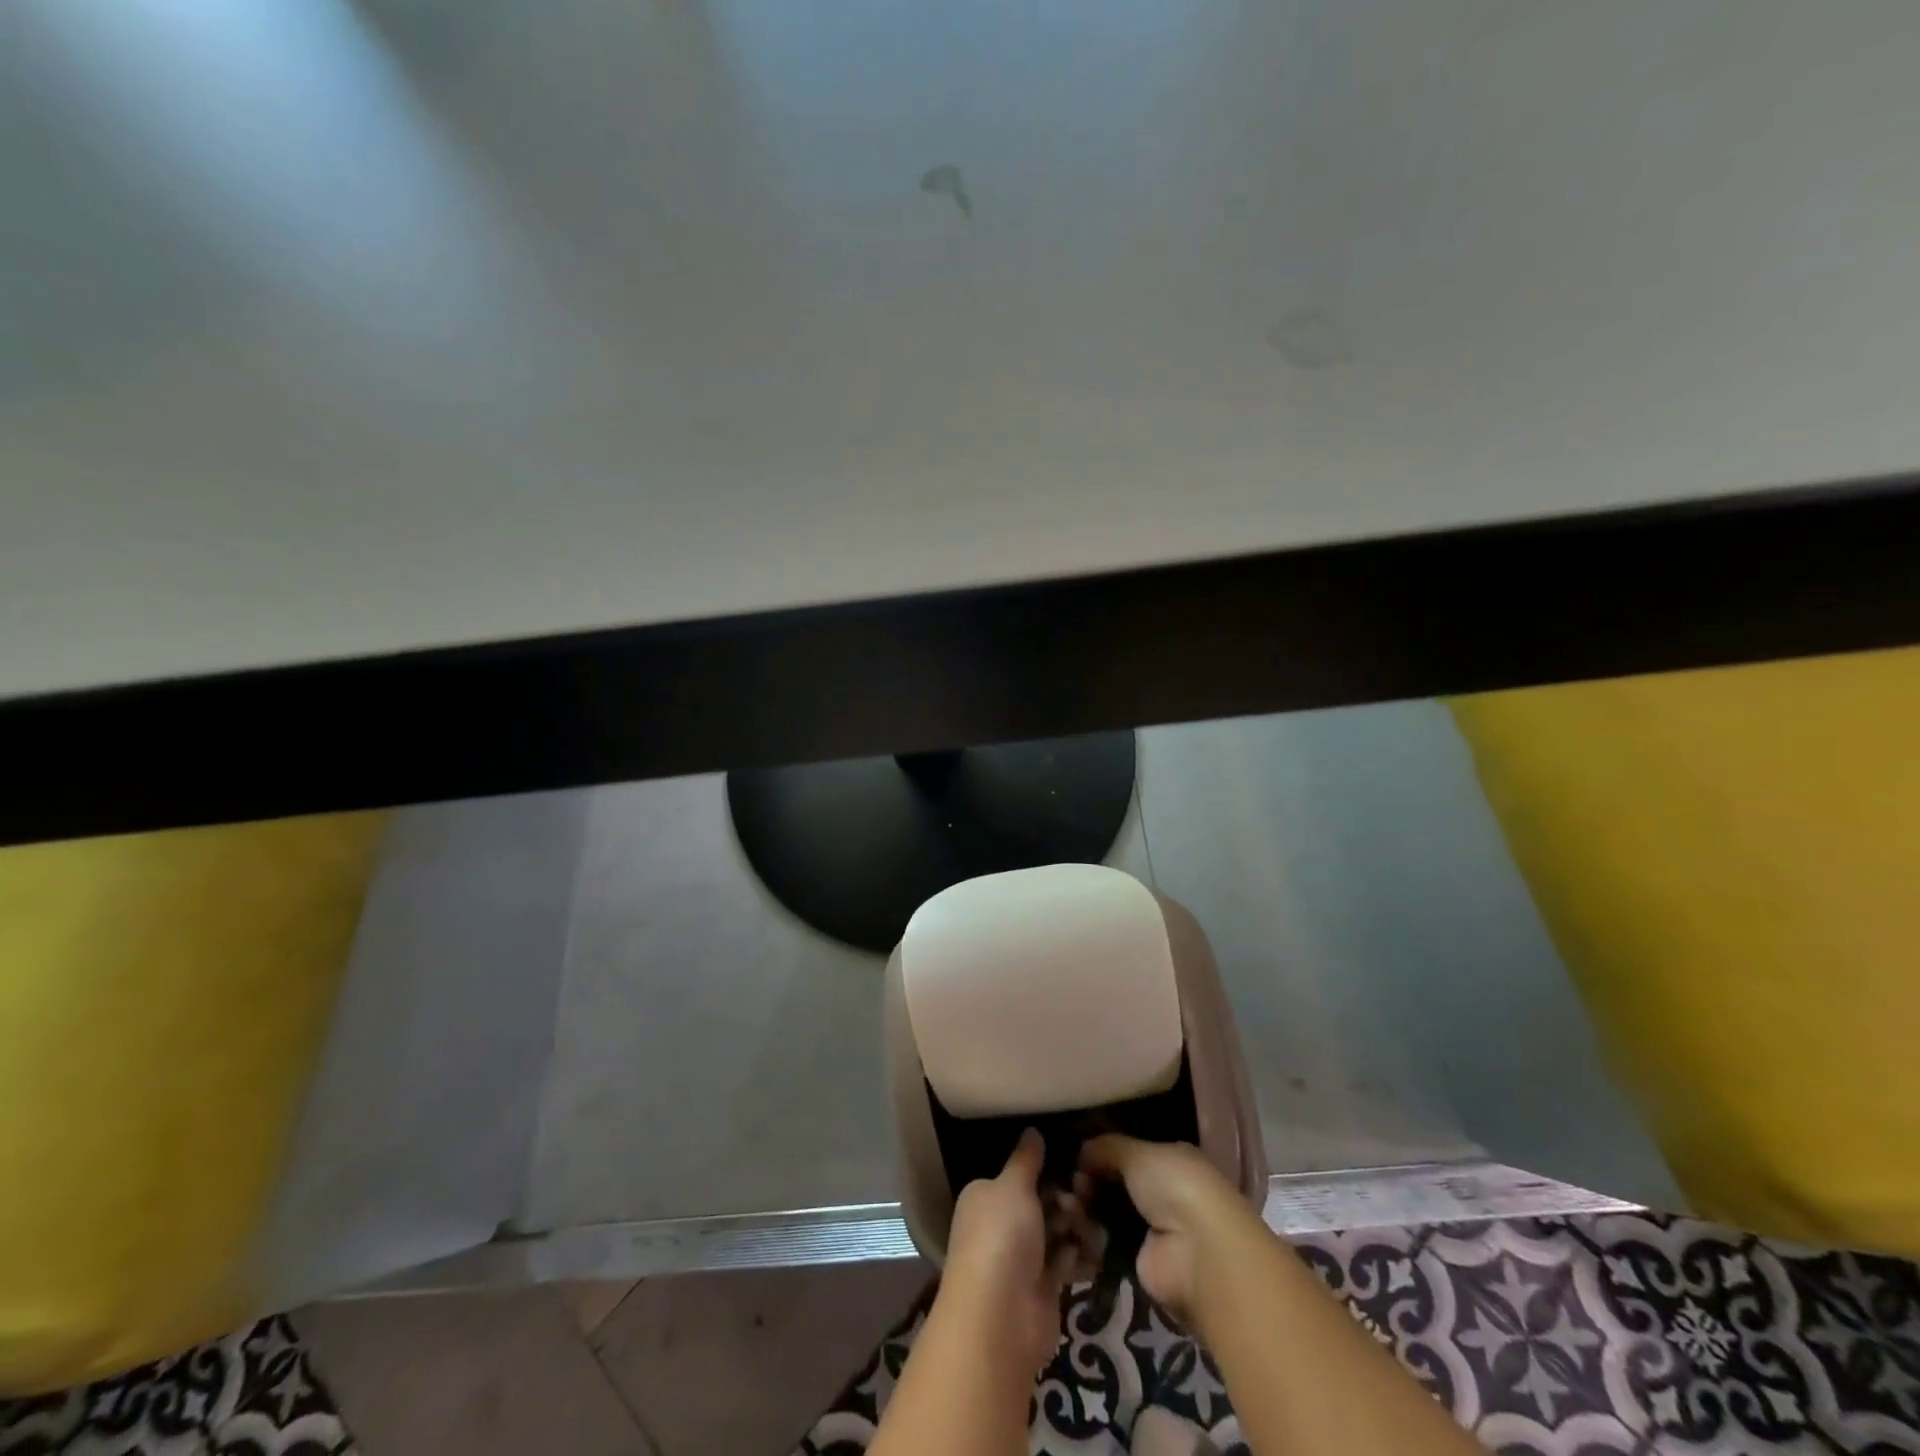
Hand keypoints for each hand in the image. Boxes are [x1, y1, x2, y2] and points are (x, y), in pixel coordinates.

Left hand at [941, 1129, 1079, 1374]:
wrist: (999, 1319)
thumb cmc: (1000, 1238)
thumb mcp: (1012, 1187)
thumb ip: (1026, 1160)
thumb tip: (1032, 1130)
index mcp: (985, 1196)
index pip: (1017, 1176)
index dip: (1045, 1169)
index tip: (1074, 1163)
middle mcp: (1000, 1225)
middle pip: (1041, 1203)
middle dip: (1066, 1200)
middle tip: (1085, 1197)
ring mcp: (1021, 1258)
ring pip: (1056, 1232)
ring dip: (1076, 1228)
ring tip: (1093, 1227)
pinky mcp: (1042, 1288)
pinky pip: (1065, 1263)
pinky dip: (1079, 1257)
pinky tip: (1095, 1251)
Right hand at [1079, 1135, 1253, 1324]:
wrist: (1197, 1252)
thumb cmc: (1174, 1186)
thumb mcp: (1137, 1152)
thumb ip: (1106, 1147)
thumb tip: (1081, 1150)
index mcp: (1170, 1160)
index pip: (1130, 1152)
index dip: (1102, 1152)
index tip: (1077, 1155)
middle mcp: (1163, 1193)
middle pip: (1115, 1183)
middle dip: (1090, 1180)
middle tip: (1071, 1182)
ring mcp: (1151, 1229)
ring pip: (1108, 1213)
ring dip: (1086, 1208)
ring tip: (1068, 1204)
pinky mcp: (1139, 1263)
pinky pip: (1105, 1243)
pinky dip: (1090, 1236)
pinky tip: (1074, 1226)